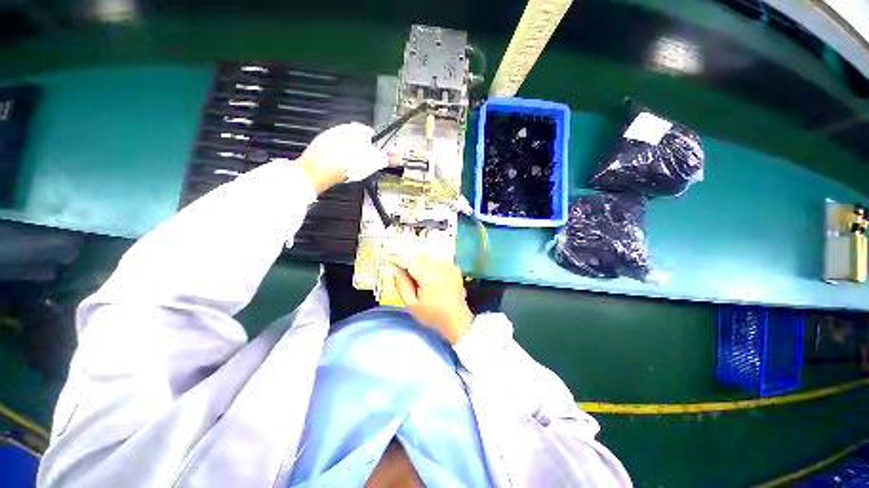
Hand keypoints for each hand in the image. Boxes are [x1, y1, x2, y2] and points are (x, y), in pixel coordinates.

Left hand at [296, 122, 393, 192]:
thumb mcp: (373, 163)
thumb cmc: (346, 164)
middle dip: (365, 150)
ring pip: (347, 144)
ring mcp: (331, 135)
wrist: (320, 169)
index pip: (373, 135)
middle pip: (360, 139)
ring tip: (355, 167)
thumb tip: (396, 158)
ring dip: (352, 153)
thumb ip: (386, 159)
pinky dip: (340, 157)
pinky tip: (343, 167)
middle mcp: (344, 128)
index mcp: (358, 129)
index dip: (378, 147)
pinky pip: (335, 150)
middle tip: (369, 163)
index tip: (380, 156)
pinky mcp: (321, 144)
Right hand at [390, 255, 473, 343]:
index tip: (388, 259)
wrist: (457, 319)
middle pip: (419, 257)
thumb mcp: (412, 305)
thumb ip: (402, 285)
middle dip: (407, 260)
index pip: (410, 261)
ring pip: (427, 257)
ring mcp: (449, 265)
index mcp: (431, 277)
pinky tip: (425, 275)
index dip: (398, 259)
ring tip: (411, 273)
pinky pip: (435, 260)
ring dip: (417, 261)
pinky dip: (427, 264)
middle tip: (398, 268)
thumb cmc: (432, 315)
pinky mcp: (453, 266)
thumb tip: (395, 269)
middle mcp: (441, 267)